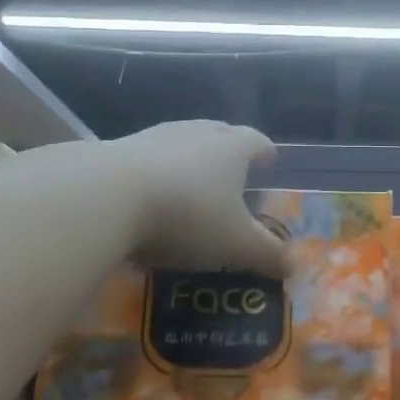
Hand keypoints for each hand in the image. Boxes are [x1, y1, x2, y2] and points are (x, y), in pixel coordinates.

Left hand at [106, 121, 289, 274]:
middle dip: (228, 147)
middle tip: (232, 166)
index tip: (270, 159)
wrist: (107, 197)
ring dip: (188, 158)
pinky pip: (145, 159)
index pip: (255, 141)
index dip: (265, 151)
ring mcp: (153, 138)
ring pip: (180, 142)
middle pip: (217, 132)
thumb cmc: (188, 215)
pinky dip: (153, 173)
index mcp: (231, 148)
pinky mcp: (116, 151)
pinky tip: (147, 198)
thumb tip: (292, 266)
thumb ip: (265, 255)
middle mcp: (195, 134)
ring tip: (190, 181)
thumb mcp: (234, 244)